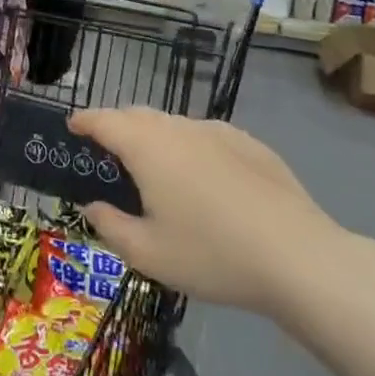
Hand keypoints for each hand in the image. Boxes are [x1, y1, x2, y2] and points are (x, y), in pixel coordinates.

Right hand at [68, 107, 347, 317]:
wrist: (302, 260)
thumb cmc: (213, 255)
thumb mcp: (147, 254)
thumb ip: (110, 226)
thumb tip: (94, 207)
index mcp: (147, 147)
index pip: (104, 120)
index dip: (84, 121)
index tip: (72, 127)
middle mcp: (179, 129)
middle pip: (138, 115)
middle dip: (117, 126)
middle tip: (109, 153)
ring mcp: (219, 133)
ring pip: (174, 124)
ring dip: (155, 137)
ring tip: (156, 169)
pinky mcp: (252, 146)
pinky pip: (207, 136)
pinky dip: (191, 147)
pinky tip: (204, 179)